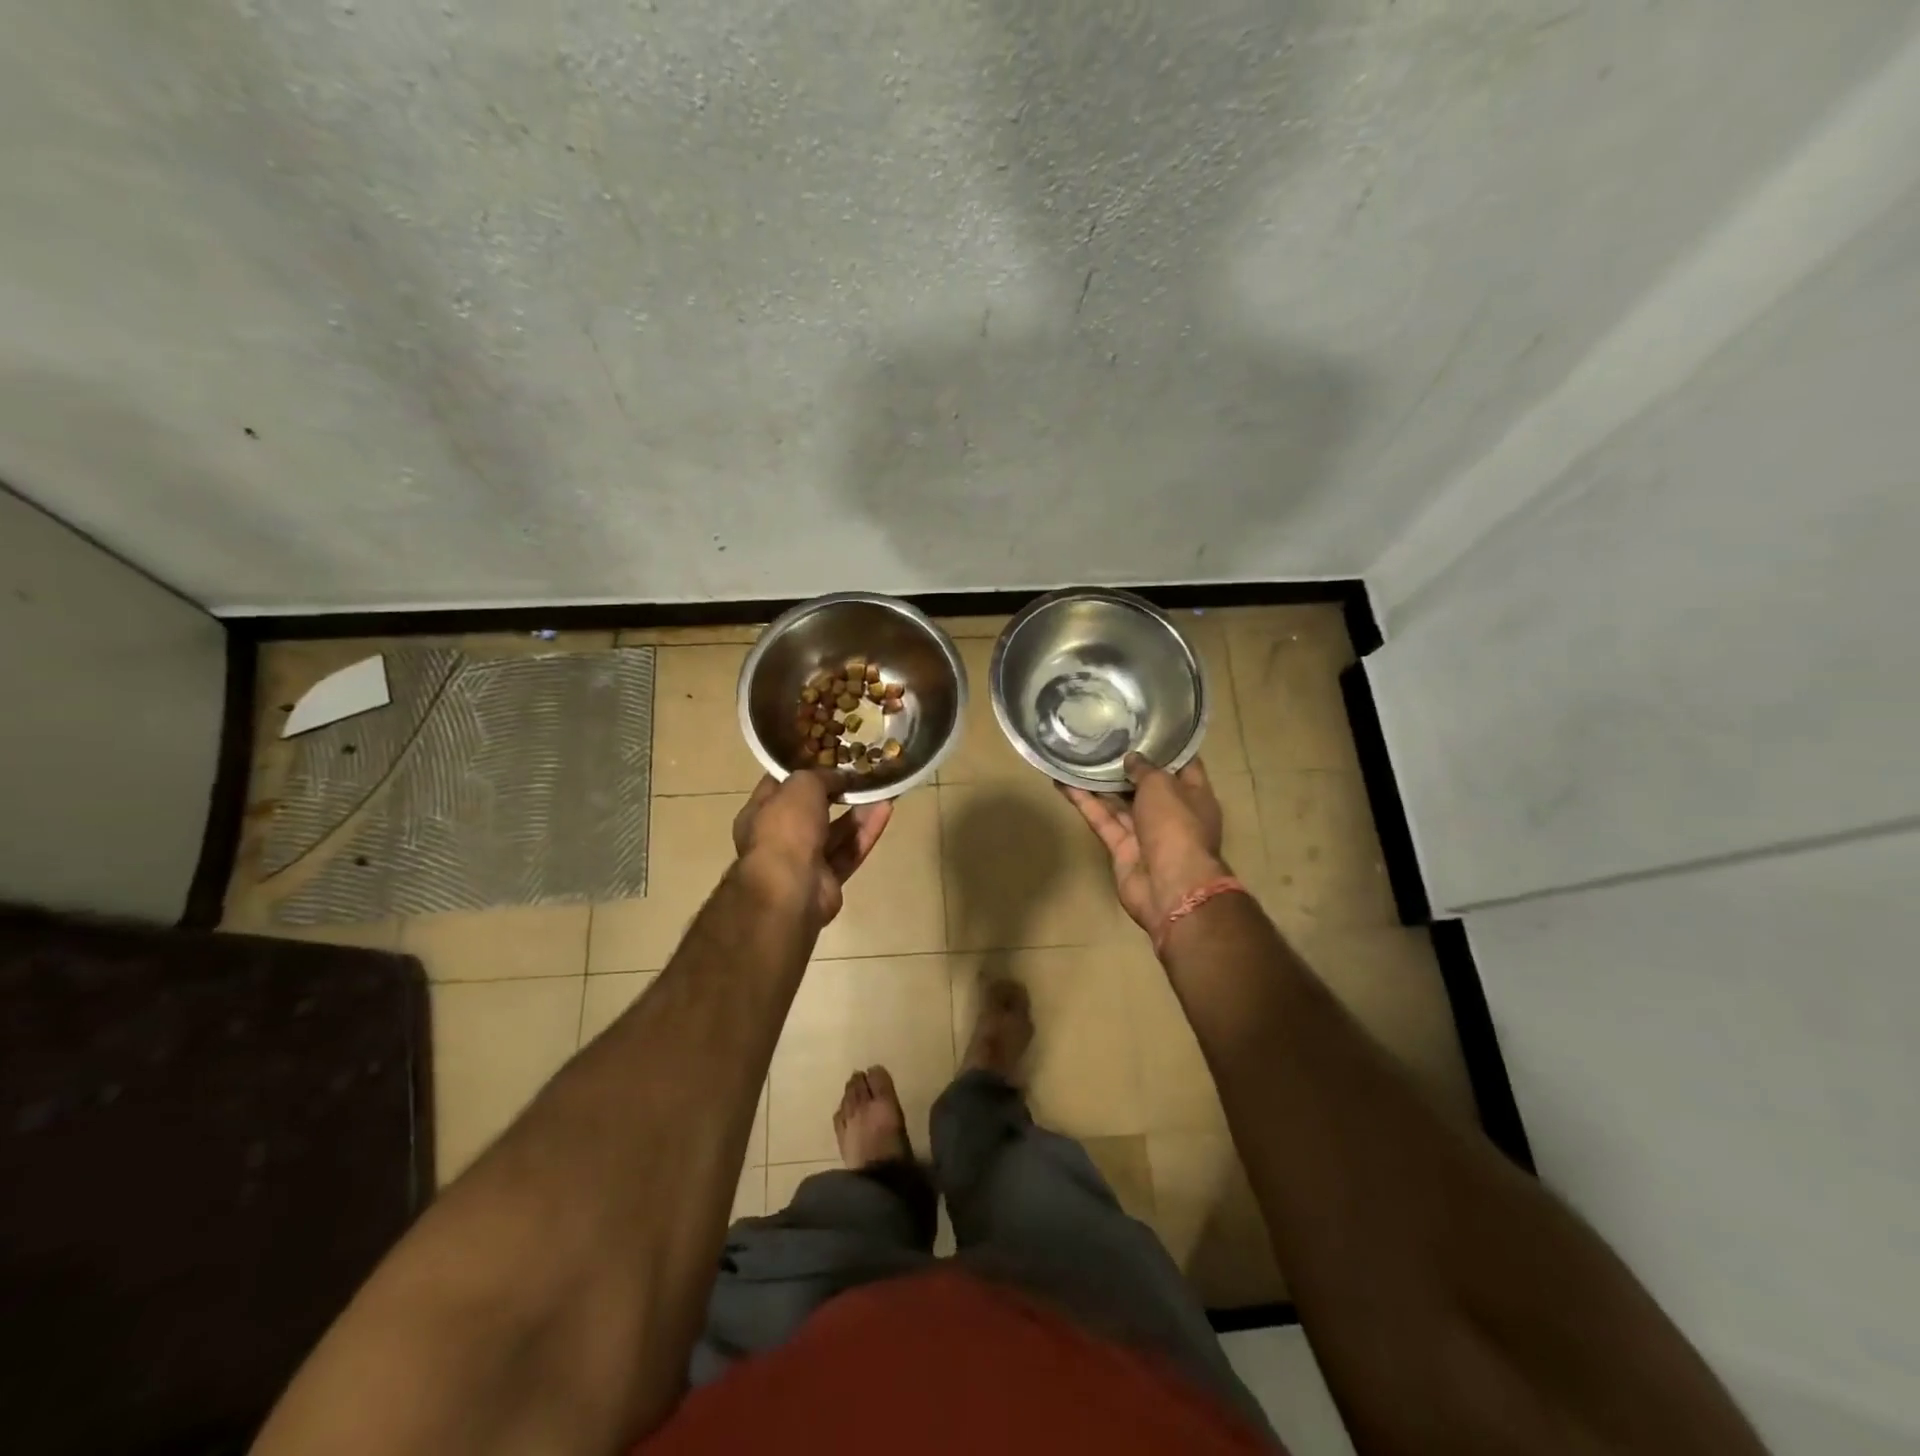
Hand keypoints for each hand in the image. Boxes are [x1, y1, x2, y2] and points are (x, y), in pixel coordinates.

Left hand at [732, 772, 892, 926]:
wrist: (791, 889)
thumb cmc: (786, 828)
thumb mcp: (801, 785)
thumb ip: (821, 776)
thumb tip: (840, 776)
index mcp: (760, 813)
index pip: (781, 785)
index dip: (804, 769)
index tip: (830, 756)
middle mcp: (779, 837)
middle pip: (811, 810)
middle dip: (836, 792)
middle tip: (861, 773)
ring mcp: (804, 861)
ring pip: (835, 831)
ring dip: (857, 811)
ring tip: (880, 789)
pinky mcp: (828, 880)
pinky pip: (850, 851)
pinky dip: (866, 831)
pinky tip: (886, 809)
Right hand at [1062, 754, 1227, 932]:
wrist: (1170, 886)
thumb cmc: (1176, 825)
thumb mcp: (1163, 785)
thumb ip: (1145, 769)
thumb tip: (1132, 759)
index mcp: (1194, 796)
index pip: (1183, 765)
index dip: (1165, 746)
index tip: (1144, 726)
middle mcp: (1172, 813)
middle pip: (1147, 785)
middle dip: (1127, 765)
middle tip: (1103, 738)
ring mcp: (1146, 832)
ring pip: (1119, 802)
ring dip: (1099, 782)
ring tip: (1076, 756)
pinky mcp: (1122, 848)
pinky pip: (1102, 819)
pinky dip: (1085, 802)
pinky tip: (1064, 782)